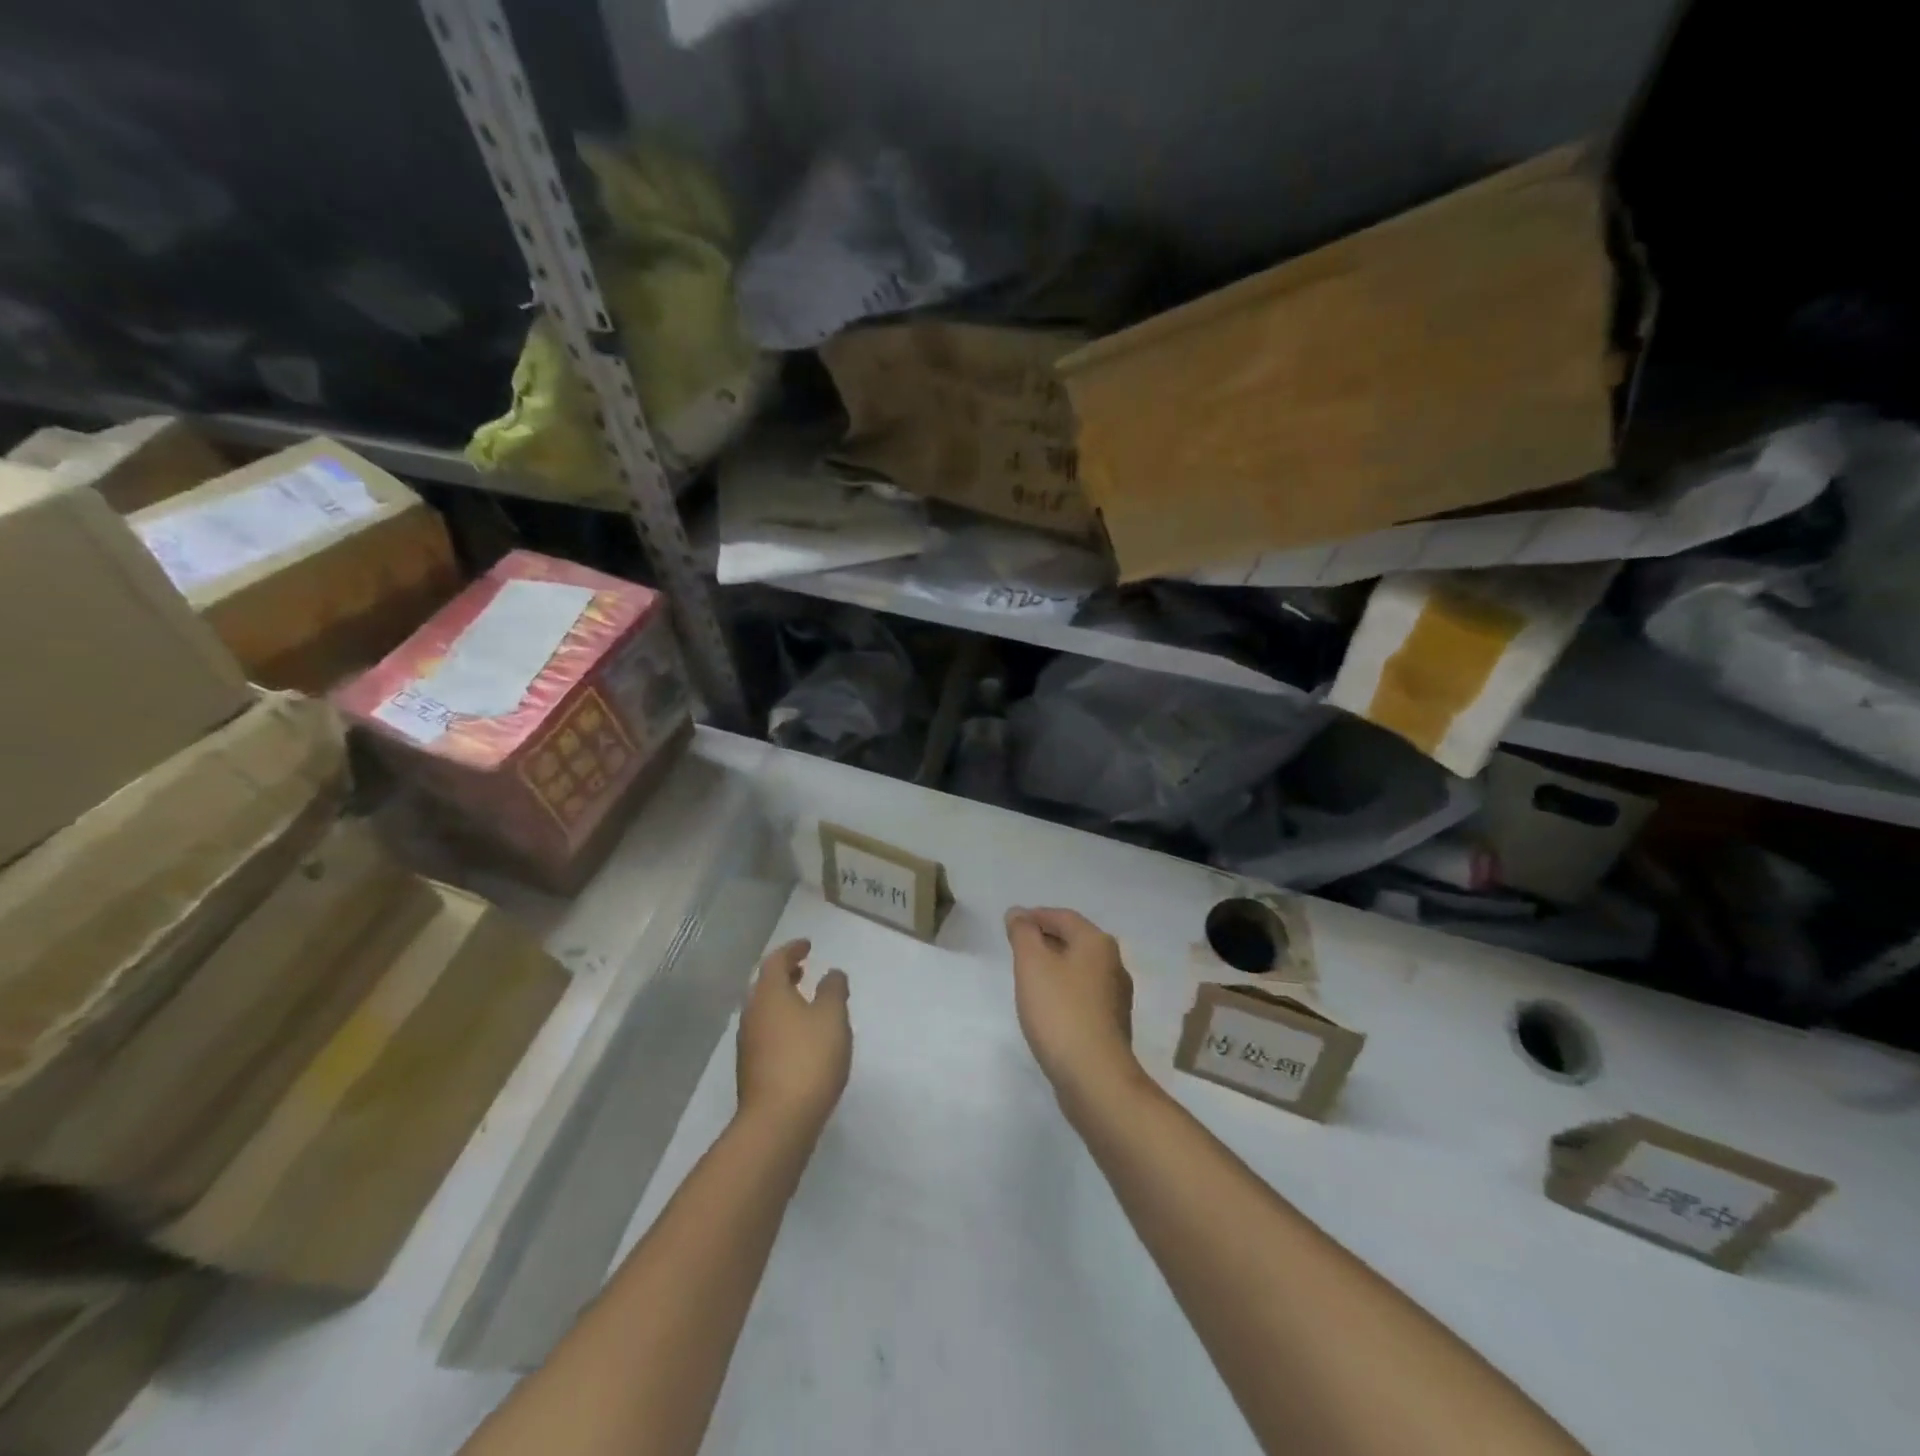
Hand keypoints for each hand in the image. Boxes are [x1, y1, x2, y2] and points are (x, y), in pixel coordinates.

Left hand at [736, 939, 850, 1137]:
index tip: (807, 946)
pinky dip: (782, 1025)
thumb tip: (831, 974)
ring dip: (783, 1001)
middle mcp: (752, 1014)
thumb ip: (833, 990)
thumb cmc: (808, 1058)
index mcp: (769, 994)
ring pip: (765, 1011)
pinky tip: (801, 1039)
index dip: (792, 950)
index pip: (775, 961)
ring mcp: (748, 1045)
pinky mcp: (752, 1070)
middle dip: (784, 975)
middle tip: (803, 970)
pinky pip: (767, 1034)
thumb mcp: (832, 1017)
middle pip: (765, 986)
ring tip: (806, 1003)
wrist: (778, 1122)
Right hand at [1004, 908, 1141, 1107]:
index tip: (1011, 926)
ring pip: (1079, 969)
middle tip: (1016, 950)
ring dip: (1054, 967)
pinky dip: (1063, 991)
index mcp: (1097, 943)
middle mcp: (1113, 963)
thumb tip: (1018, 913)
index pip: (1062, 916)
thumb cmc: (1060, 1011)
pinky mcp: (1111, 1024)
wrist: (1095, 1077)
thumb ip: (1022, 934)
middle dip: (1044, 940)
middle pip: (1074, 940)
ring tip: (1027, 978)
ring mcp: (1115, 996)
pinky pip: (1082, 995)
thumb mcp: (1032, 964)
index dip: (1035, 916)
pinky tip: (1047, 1008)